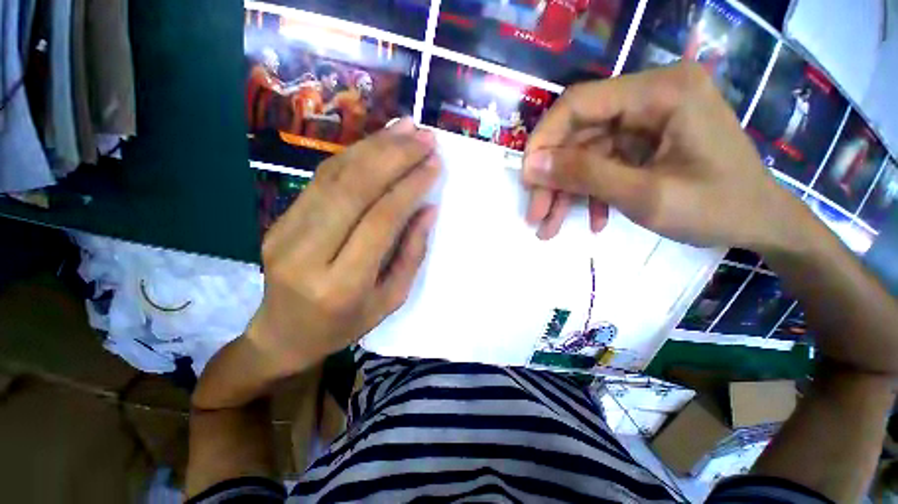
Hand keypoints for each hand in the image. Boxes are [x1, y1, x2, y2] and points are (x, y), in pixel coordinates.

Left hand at [248, 118, 439, 374]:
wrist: (283, 334)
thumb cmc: (345, 324)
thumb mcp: (390, 299)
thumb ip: (411, 253)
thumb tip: (428, 209)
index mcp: (342, 284)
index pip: (381, 220)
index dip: (410, 186)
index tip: (434, 163)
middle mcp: (308, 253)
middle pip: (354, 189)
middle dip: (394, 156)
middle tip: (424, 136)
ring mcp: (285, 232)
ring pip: (335, 176)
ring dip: (374, 146)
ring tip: (406, 128)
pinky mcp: (279, 219)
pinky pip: (321, 179)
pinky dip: (353, 155)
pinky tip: (377, 142)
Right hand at [522, 62, 802, 250]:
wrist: (762, 224)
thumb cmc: (717, 208)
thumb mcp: (645, 195)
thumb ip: (585, 176)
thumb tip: (531, 166)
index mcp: (660, 92)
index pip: (578, 103)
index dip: (543, 141)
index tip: (526, 180)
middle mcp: (650, 96)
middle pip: (579, 134)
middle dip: (553, 179)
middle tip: (536, 216)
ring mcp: (647, 120)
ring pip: (586, 154)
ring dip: (567, 193)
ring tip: (550, 227)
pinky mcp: (644, 141)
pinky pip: (603, 164)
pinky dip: (592, 193)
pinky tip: (593, 219)